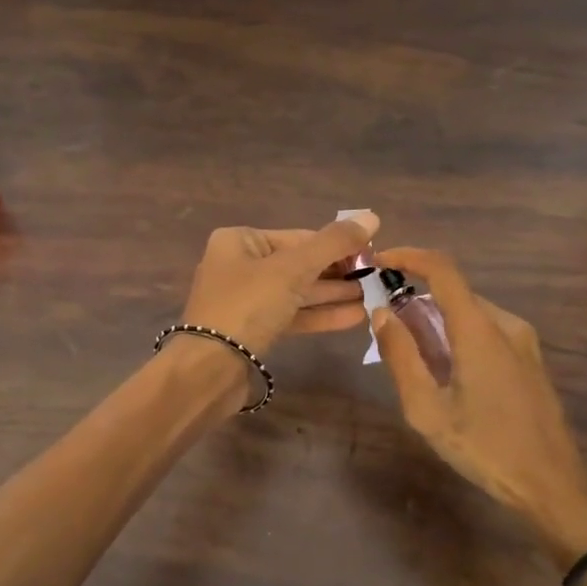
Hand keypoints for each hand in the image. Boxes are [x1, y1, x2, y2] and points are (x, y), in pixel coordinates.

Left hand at [180, 213, 379, 353]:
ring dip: (334, 294)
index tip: (373, 254)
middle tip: (377, 278)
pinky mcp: (253, 330)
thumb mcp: (293, 268)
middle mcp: (239, 266)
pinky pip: (292, 315)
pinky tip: (355, 317)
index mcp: (239, 241)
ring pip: (297, 292)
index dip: (337, 245)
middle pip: (298, 264)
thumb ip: (333, 243)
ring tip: (373, 296)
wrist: (210, 368)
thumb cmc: (247, 305)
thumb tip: (372, 217)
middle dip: (338, 272)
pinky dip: (320, 315)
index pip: (299, 237)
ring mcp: (245, 300)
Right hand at [372, 246, 586, 564]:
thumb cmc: (485, 448)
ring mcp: (524, 342)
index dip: (409, 256)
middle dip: (415, 299)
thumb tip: (381, 314)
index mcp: (480, 330)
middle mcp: (505, 324)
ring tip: (411, 357)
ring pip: (470, 313)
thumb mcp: (427, 409)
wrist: (553, 485)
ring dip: (436, 321)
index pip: (443, 269)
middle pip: (454, 292)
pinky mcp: (530, 360)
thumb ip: (401, 357)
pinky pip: (486, 331)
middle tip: (385, 327)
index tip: (378, 262)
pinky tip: (444, 372)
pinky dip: (457, 336)